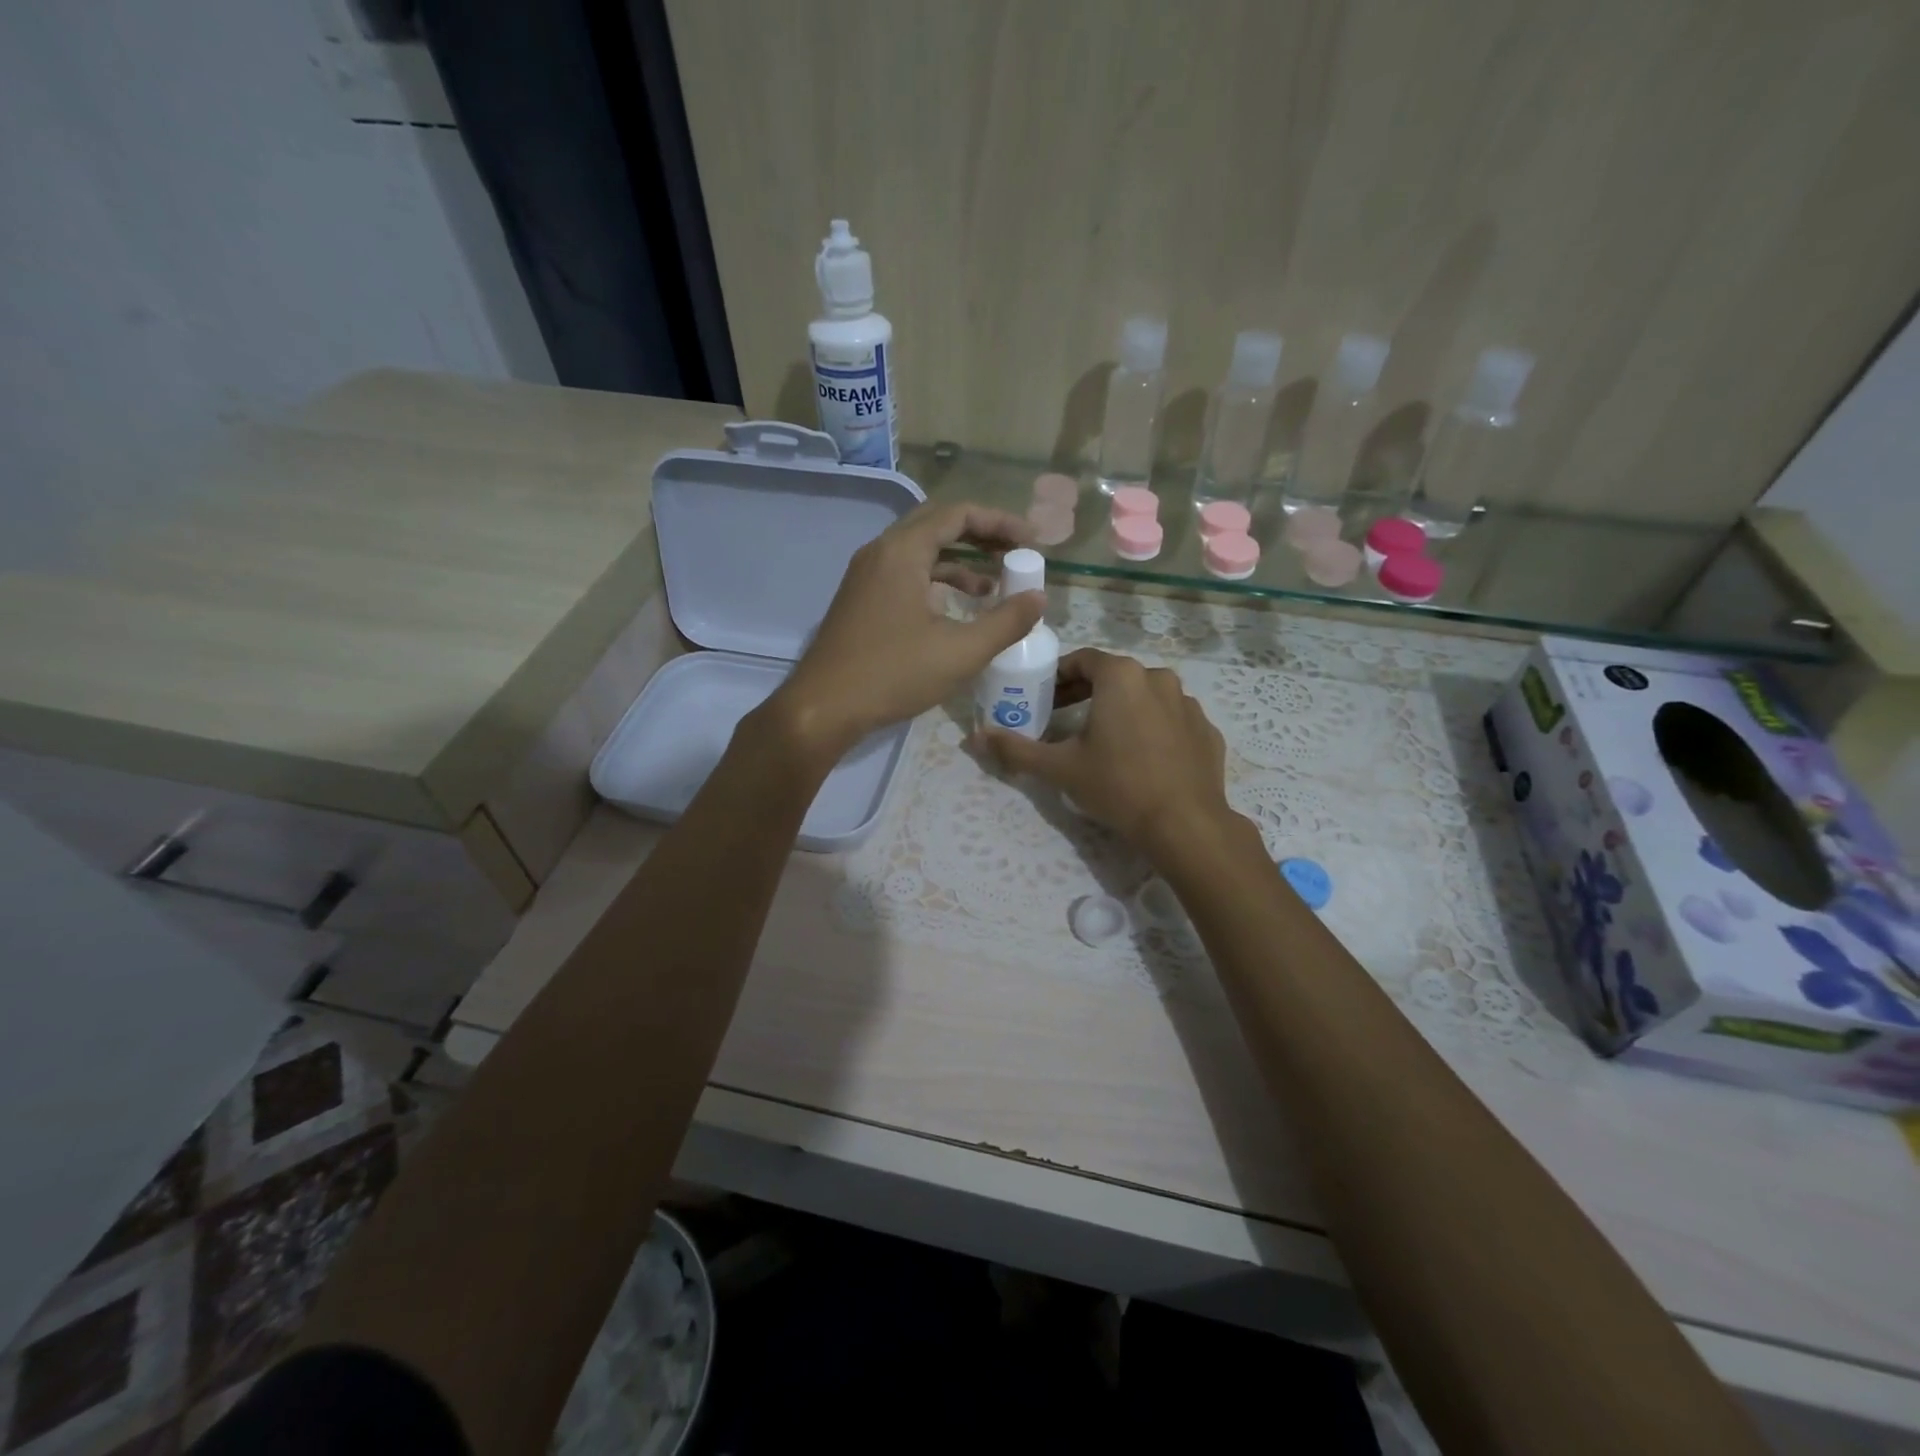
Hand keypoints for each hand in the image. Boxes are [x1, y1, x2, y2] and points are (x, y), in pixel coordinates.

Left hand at [767, 500, 1043, 758]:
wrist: (823, 709)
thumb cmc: (892, 674)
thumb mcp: (960, 651)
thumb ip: (1006, 622)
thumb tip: (1038, 598)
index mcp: (902, 551)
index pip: (958, 515)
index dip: (1000, 523)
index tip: (1032, 542)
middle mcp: (881, 552)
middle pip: (938, 525)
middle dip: (982, 536)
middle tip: (1017, 553)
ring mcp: (866, 577)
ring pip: (921, 552)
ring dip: (960, 562)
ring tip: (996, 586)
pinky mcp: (862, 601)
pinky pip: (906, 575)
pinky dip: (937, 583)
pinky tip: (958, 609)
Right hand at [976, 648, 1234, 856]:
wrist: (1185, 825)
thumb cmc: (1118, 786)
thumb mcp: (1060, 768)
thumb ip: (1016, 748)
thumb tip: (976, 736)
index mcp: (1122, 676)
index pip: (1082, 660)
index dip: (1058, 677)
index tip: (1042, 698)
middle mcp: (1159, 678)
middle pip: (1114, 676)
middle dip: (1086, 693)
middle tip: (1063, 719)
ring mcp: (1188, 704)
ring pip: (1145, 696)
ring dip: (1121, 709)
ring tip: (1103, 741)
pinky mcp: (1207, 730)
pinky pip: (1170, 720)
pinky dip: (1152, 729)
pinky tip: (1142, 758)